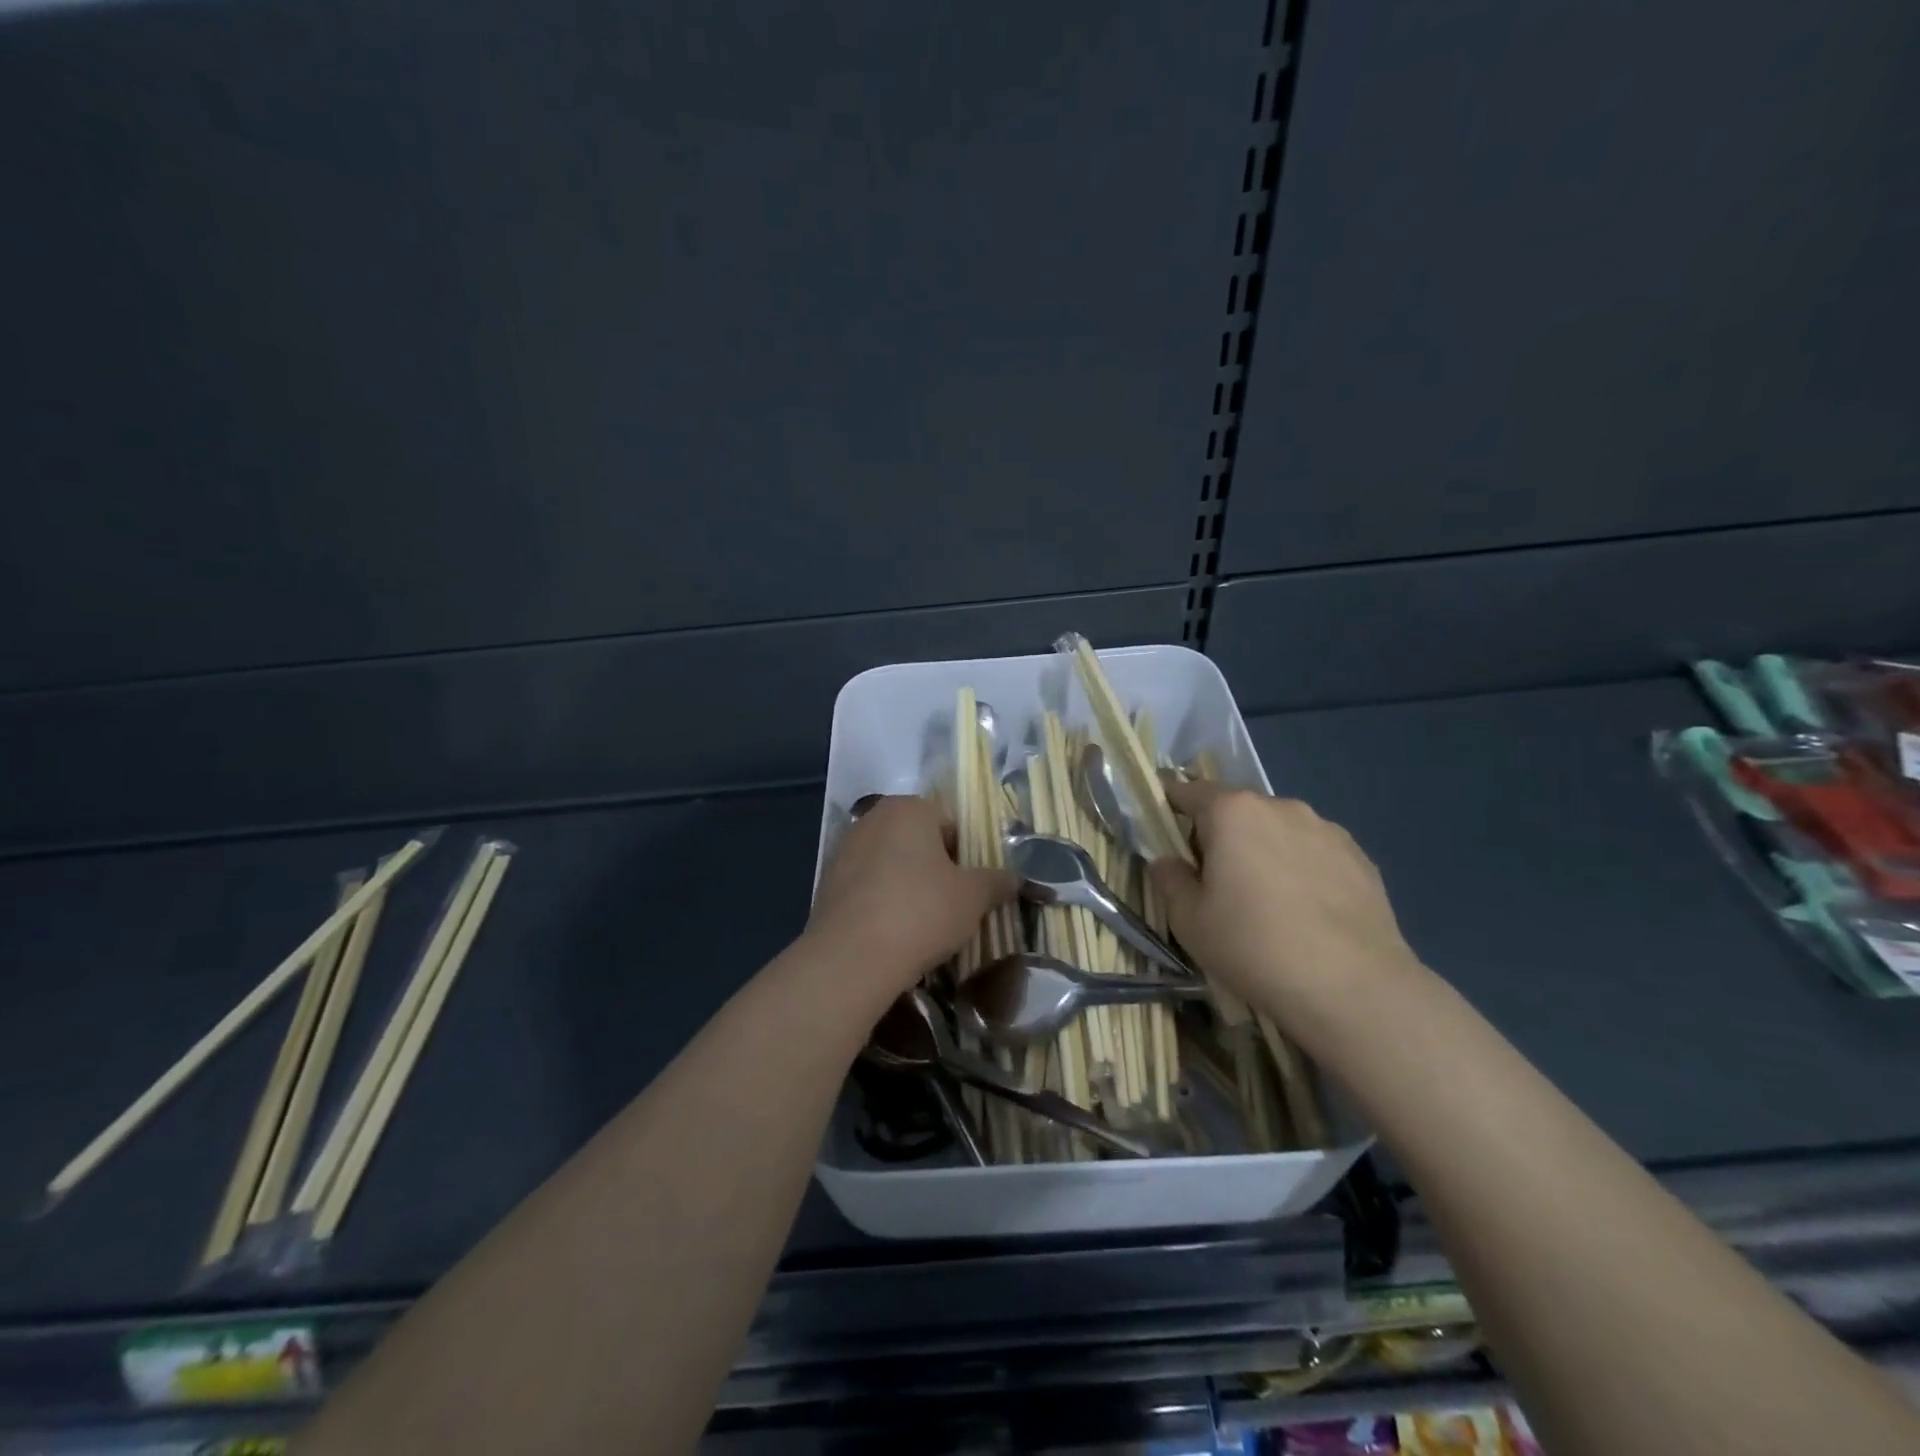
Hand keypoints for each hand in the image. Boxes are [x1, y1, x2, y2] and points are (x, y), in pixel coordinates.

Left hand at [807, 795, 1017, 993]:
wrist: (851, 958)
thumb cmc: (921, 912)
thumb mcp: (973, 897)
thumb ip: (996, 882)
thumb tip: (1016, 878)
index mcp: (909, 808)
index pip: (949, 824)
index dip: (966, 856)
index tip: (970, 888)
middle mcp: (872, 819)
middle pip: (917, 842)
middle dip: (935, 869)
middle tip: (951, 906)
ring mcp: (844, 850)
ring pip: (890, 864)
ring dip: (907, 886)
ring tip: (921, 924)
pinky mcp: (826, 884)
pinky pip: (866, 888)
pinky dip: (881, 903)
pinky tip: (891, 933)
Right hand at [1147, 781, 1421, 1023]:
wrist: (1353, 988)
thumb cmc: (1253, 946)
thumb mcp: (1189, 921)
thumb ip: (1170, 880)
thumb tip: (1167, 862)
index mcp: (1233, 812)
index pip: (1190, 792)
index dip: (1172, 807)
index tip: (1166, 832)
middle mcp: (1281, 807)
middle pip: (1237, 810)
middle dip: (1221, 836)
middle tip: (1216, 882)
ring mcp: (1327, 830)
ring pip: (1279, 831)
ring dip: (1264, 851)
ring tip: (1267, 902)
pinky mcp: (1361, 858)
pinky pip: (1315, 853)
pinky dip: (1302, 870)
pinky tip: (1306, 914)